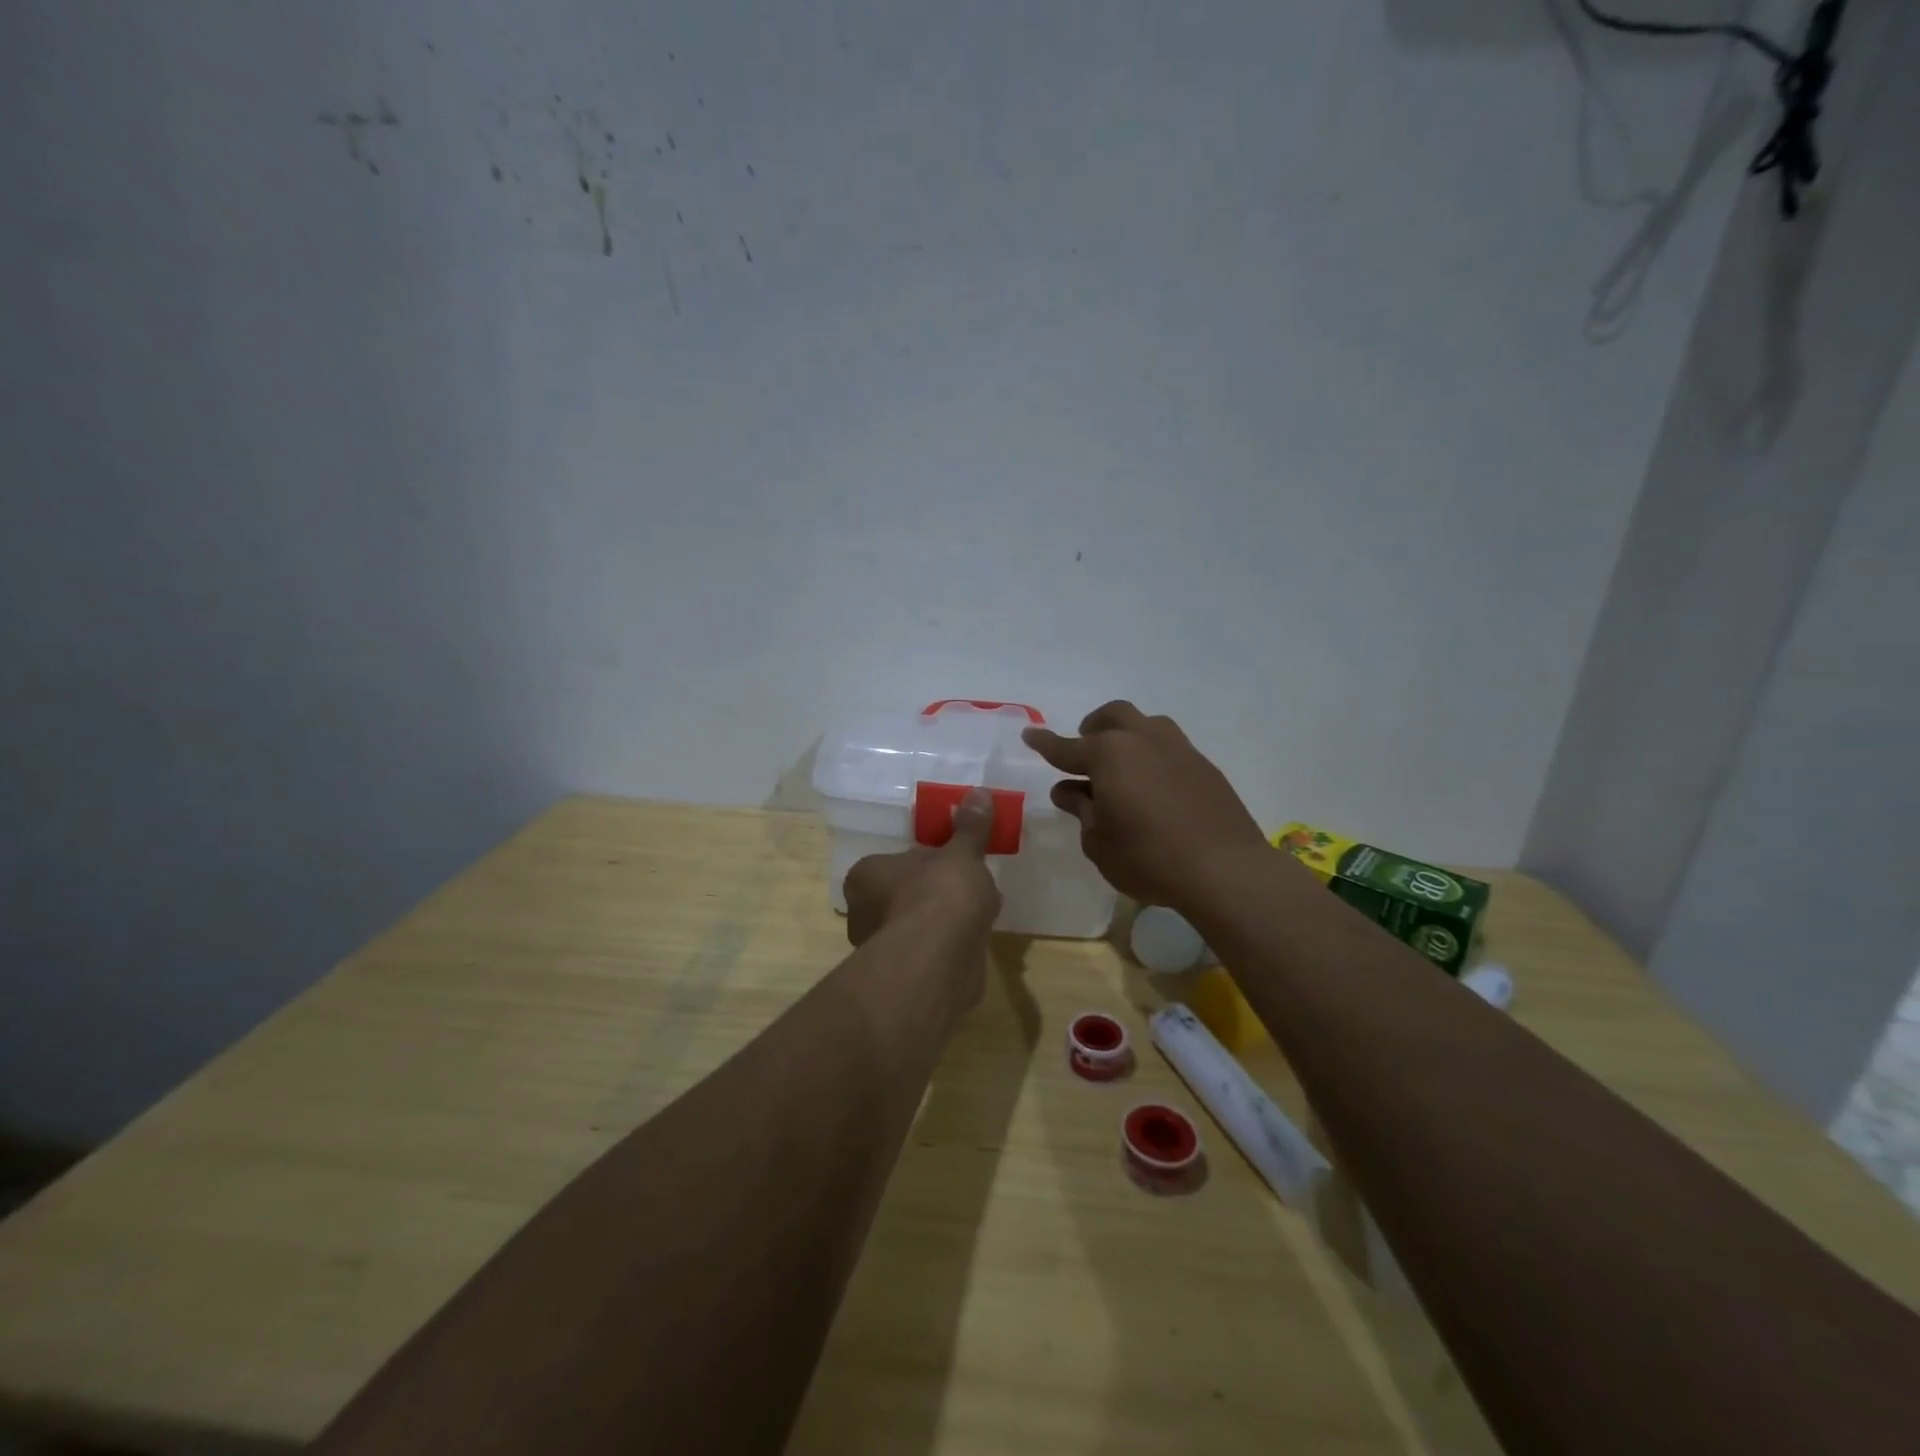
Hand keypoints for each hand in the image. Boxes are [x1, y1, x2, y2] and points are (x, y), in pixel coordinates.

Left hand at [844, 787, 1001, 952]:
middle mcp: (862, 913)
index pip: (891, 864)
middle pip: (902, 895)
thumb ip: (970, 828)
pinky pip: (928, 953)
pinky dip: (947, 948)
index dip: (924, 863)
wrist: (940, 958)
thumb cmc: (940, 893)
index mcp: (865, 876)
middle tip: (965, 888)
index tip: (950, 864)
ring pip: (914, 926)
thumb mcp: (961, 854)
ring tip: (976, 915)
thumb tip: (979, 793)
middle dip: (931, 894)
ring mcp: (881, 949)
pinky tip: (972, 943)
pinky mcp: (903, 977)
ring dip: (940, 923)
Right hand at [1024, 701, 1269, 911]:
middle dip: (1092, 727)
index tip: (1030, 735)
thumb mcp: (1099, 841)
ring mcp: (1178, 749)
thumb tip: (1068, 790)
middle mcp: (1143, 740)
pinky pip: (1169, 746)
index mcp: (1108, 754)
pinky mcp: (1204, 766)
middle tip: (1084, 747)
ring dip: (1126, 734)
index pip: (1066, 747)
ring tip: (1121, 765)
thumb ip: (1081, 810)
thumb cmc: (1148, 858)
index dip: (1045, 743)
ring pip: (1146, 724)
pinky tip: (1152, 785)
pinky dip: (1152, 755)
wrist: (1225, 869)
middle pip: (1112, 716)